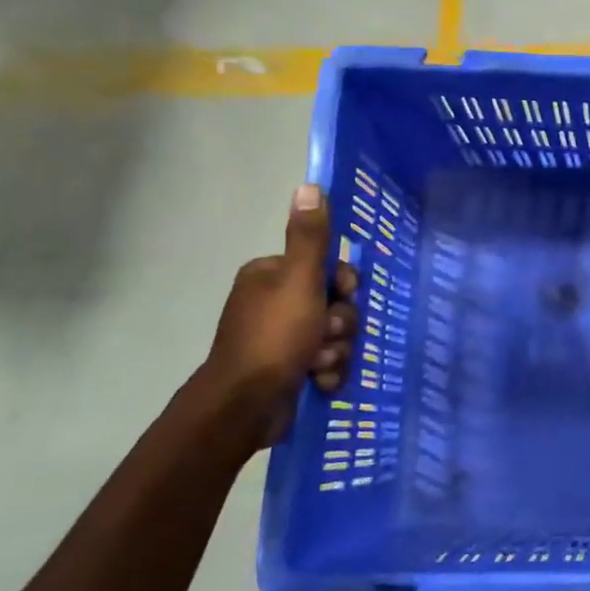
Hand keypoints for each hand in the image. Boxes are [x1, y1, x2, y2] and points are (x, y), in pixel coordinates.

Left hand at [203, 183, 357, 442]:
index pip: (326, 268)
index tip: (343, 295)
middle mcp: (274, 302)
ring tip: (318, 364)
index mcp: (272, 276)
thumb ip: (310, 237)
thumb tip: (309, 186)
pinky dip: (327, 372)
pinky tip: (317, 382)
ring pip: (336, 336)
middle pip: (335, 303)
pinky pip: (327, 363)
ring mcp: (281, 338)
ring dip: (336, 351)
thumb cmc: (275, 336)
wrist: (246, 405)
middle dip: (340, 324)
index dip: (342, 284)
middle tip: (327, 336)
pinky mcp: (288, 369)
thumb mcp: (299, 281)